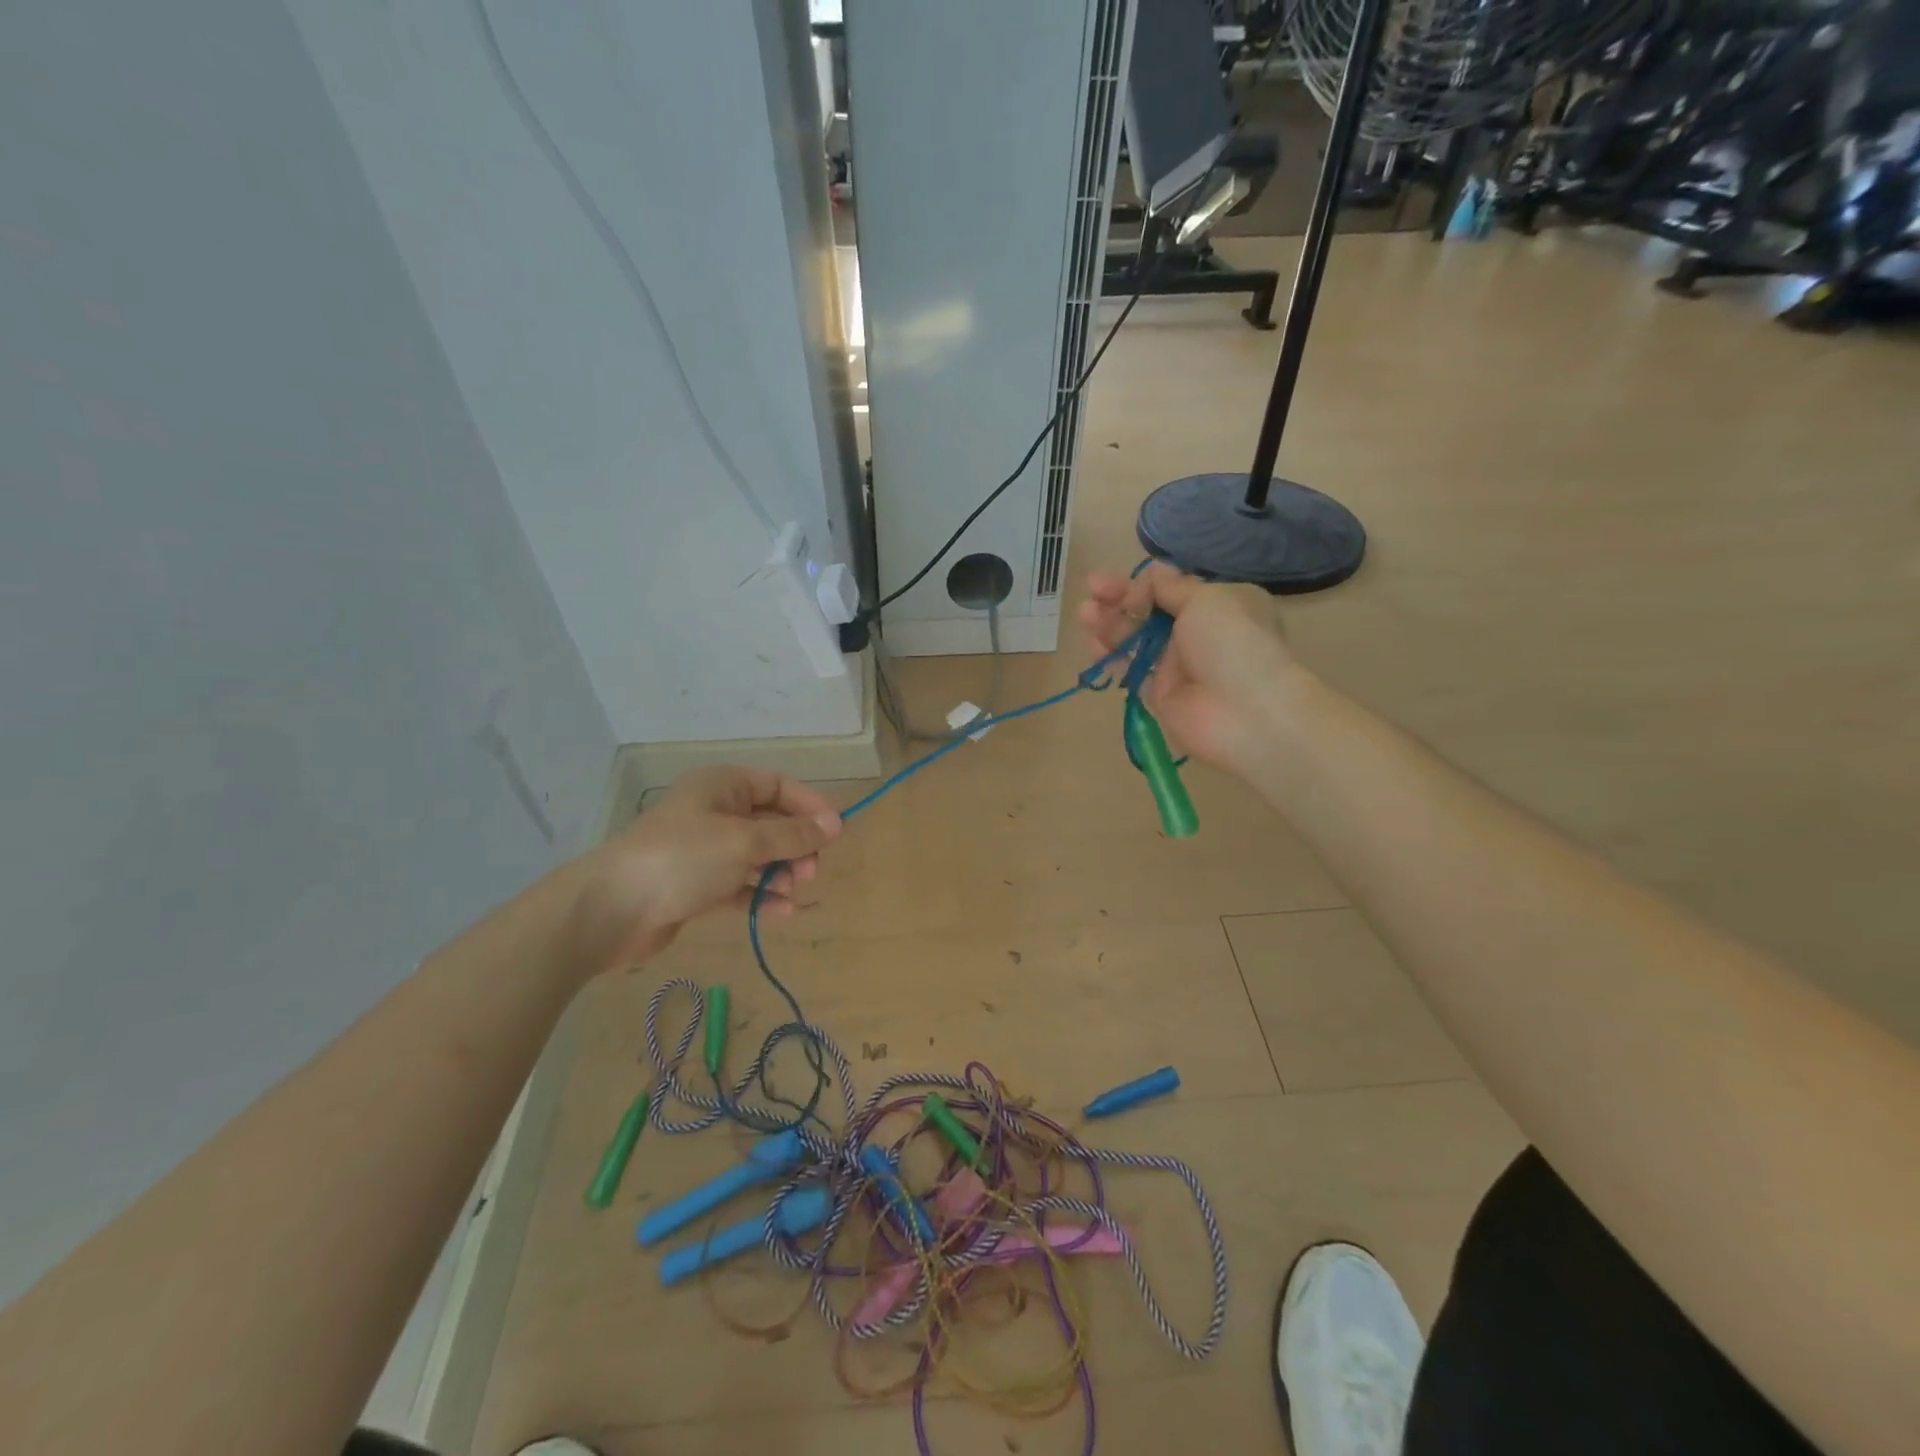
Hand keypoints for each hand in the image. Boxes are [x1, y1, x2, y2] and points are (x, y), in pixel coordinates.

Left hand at [571, 766, 842, 971]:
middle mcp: (715, 812)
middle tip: (811, 872)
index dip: (810, 806)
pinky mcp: (697, 885)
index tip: (836, 833)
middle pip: (771, 822)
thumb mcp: (745, 841)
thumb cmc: (682, 859)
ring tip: (794, 892)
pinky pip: (740, 884)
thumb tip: (837, 824)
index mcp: (723, 786)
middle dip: (796, 845)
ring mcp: (704, 850)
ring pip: (757, 855)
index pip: (779, 786)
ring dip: (781, 872)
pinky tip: (780, 912)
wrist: (612, 909)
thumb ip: (793, 835)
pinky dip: (760, 894)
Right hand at [1078, 564, 1302, 776]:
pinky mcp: (1161, 694)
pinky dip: (1111, 657)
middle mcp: (1197, 632)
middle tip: (1091, 591)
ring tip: (1085, 614)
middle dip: (1118, 599)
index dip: (1143, 584)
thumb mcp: (1206, 599)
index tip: (1125, 587)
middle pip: (1149, 611)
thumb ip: (1171, 588)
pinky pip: (1132, 670)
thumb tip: (1154, 573)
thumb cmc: (1233, 642)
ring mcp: (1177, 665)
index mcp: (1216, 604)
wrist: (1248, 712)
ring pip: (1136, 639)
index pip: (1170, 589)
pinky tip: (1093, 645)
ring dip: (1109, 624)